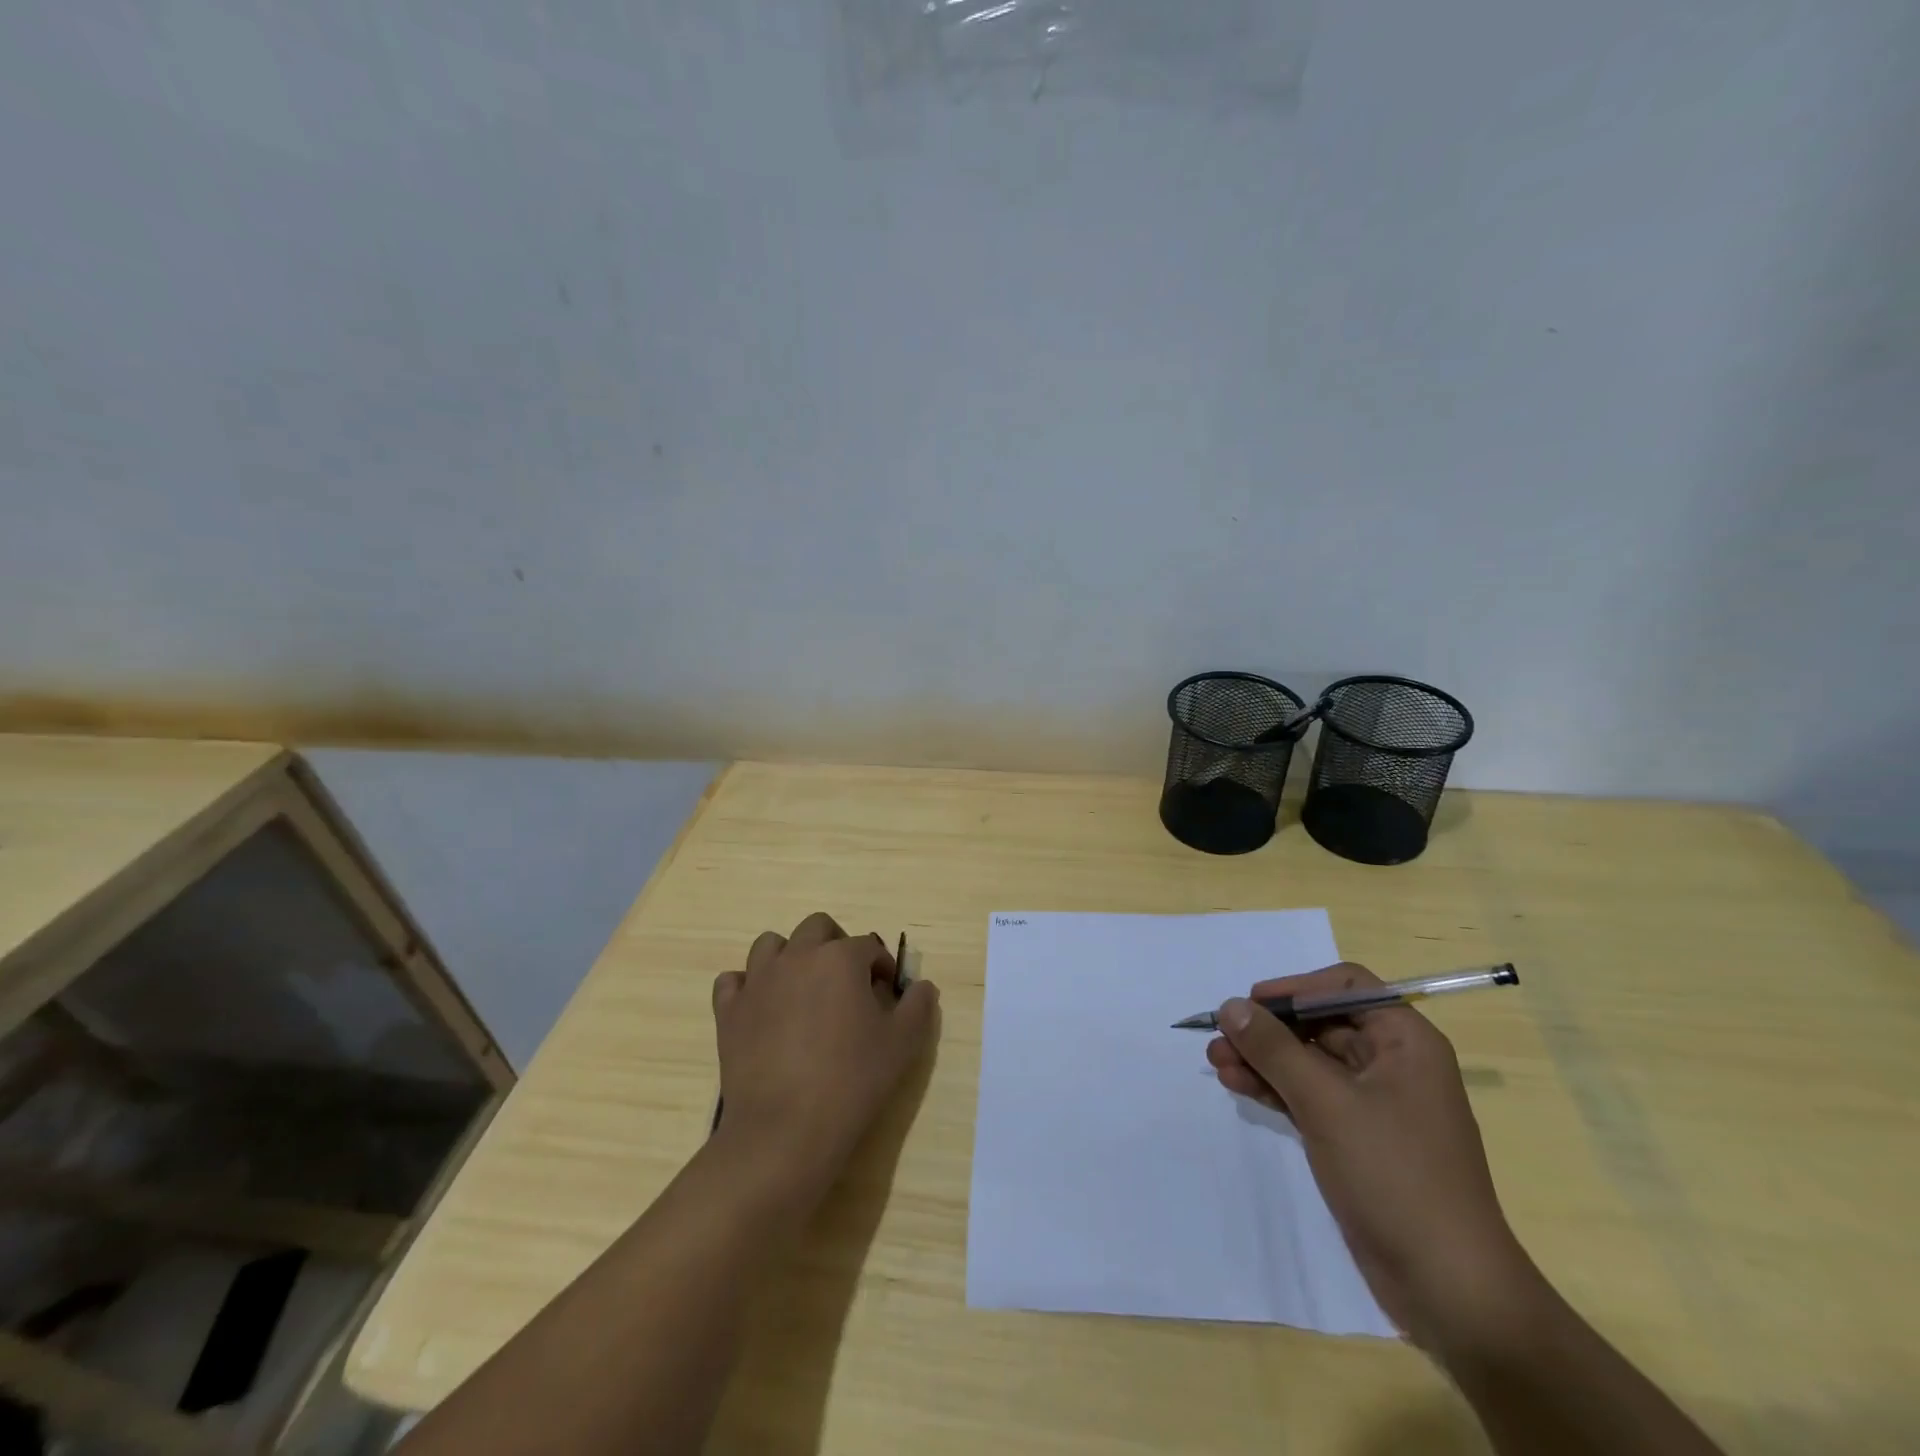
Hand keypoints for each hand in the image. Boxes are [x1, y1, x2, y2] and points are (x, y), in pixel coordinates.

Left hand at [711, 912, 939, 1198]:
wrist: (784, 1130)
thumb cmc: (851, 1081)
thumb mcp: (902, 1044)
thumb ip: (918, 1006)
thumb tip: (923, 986)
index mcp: (840, 958)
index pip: (868, 946)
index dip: (882, 966)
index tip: (887, 994)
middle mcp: (796, 957)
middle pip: (817, 927)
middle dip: (836, 945)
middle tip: (847, 982)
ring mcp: (757, 981)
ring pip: (771, 945)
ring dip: (790, 956)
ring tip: (803, 990)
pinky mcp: (728, 1010)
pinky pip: (733, 981)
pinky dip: (748, 986)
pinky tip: (762, 1009)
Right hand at [1206, 963, 1537, 1349]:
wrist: (1448, 1288)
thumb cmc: (1394, 1175)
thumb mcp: (1326, 1102)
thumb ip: (1274, 1048)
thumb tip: (1231, 1005)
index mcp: (1405, 1041)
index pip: (1344, 986)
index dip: (1295, 988)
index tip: (1251, 1003)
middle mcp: (1392, 1062)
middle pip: (1320, 1023)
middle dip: (1268, 1029)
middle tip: (1219, 1036)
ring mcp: (1375, 1103)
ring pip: (1309, 1061)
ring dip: (1263, 1058)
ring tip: (1216, 1061)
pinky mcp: (1357, 1137)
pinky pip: (1309, 1095)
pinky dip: (1275, 1088)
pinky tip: (1237, 1084)